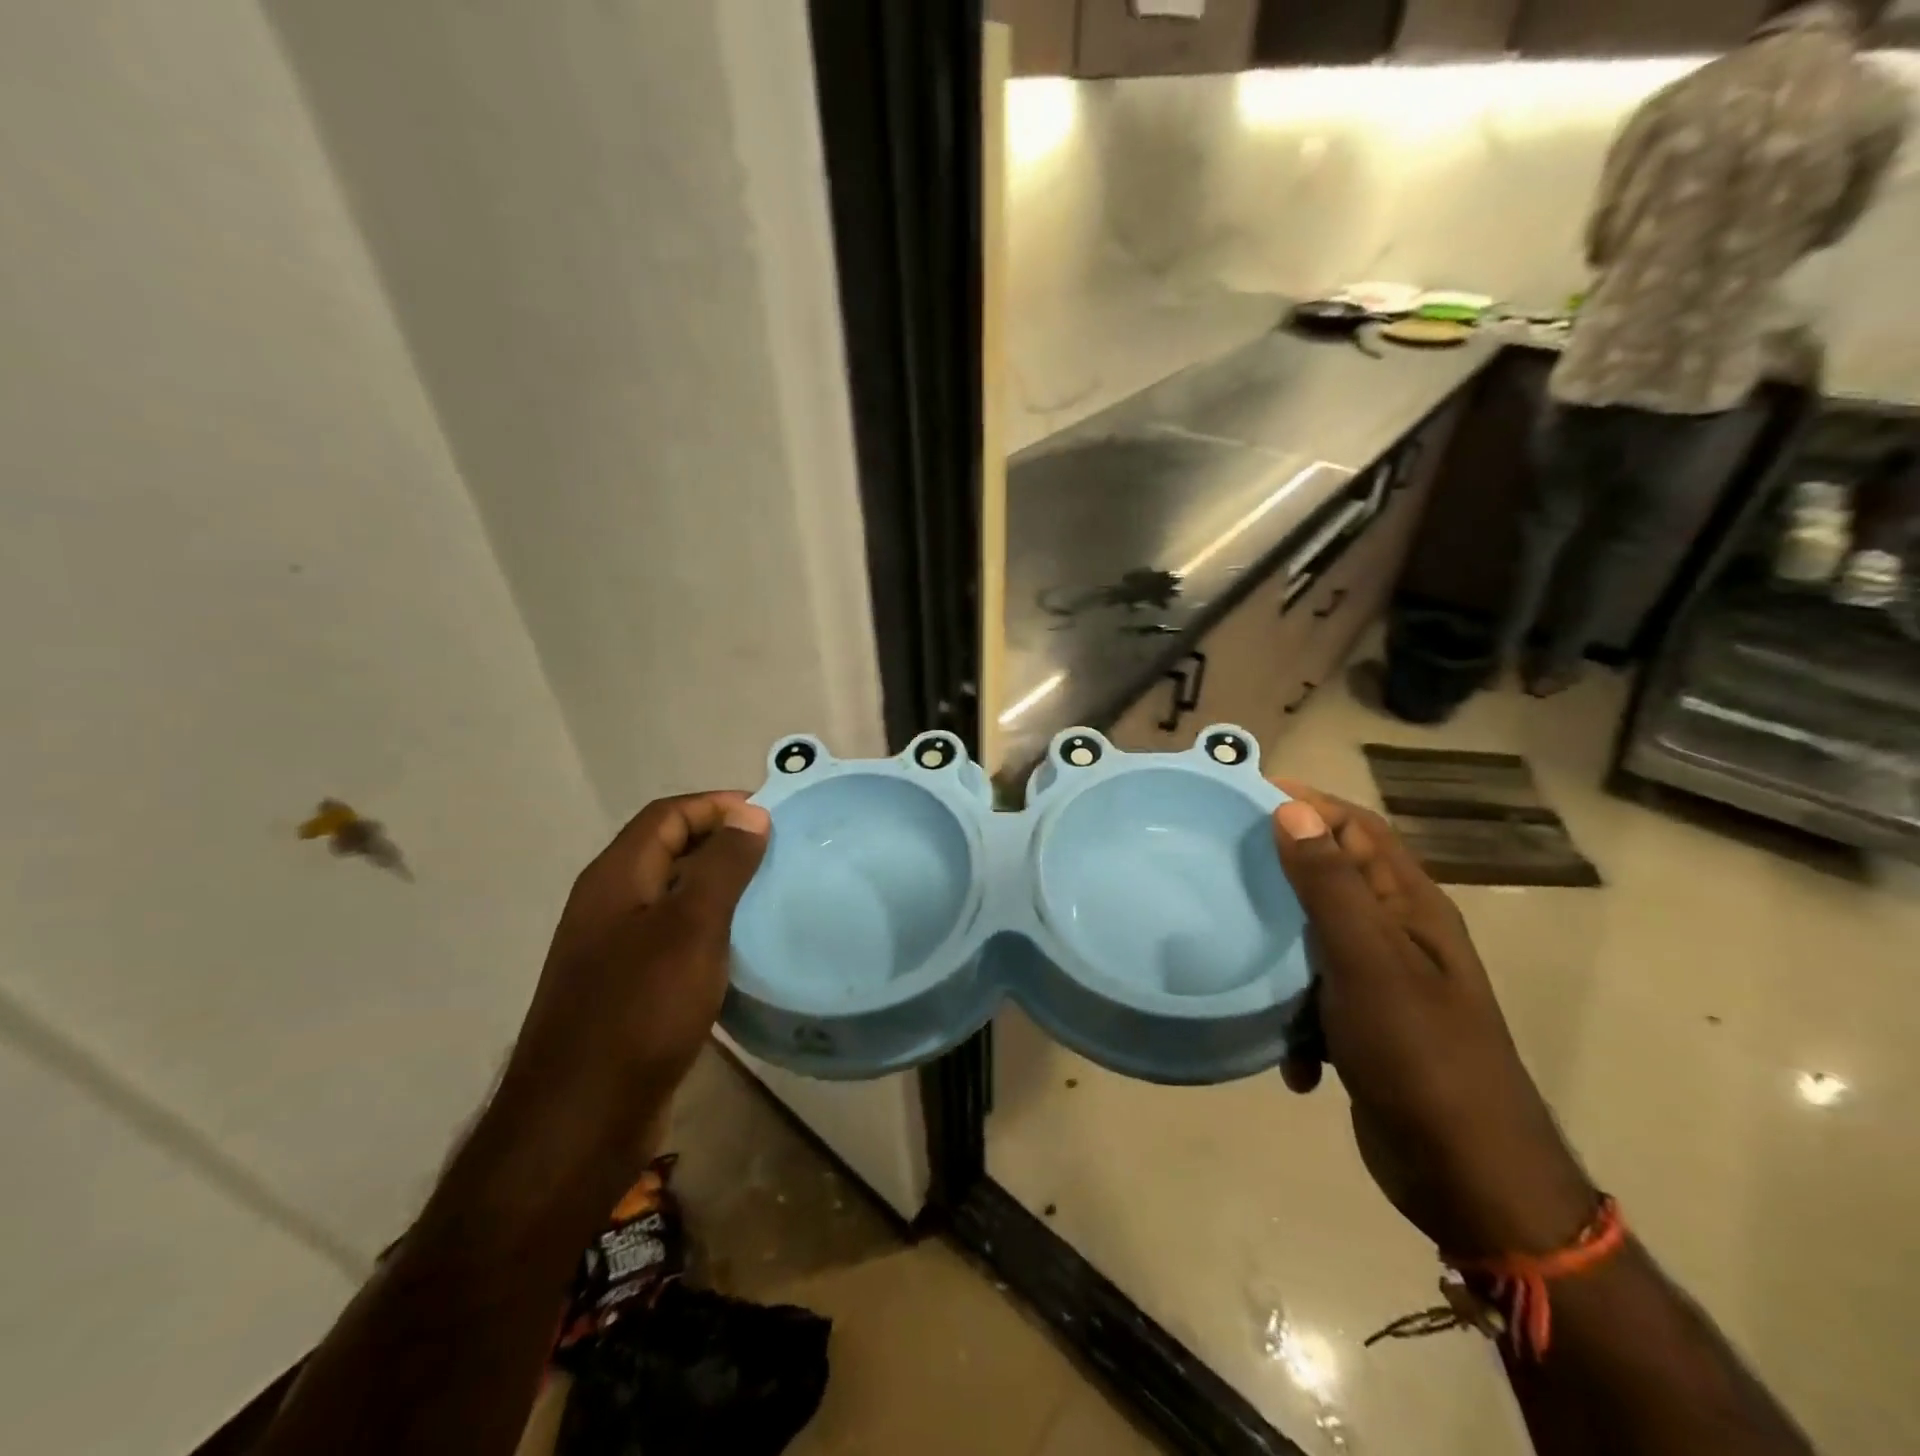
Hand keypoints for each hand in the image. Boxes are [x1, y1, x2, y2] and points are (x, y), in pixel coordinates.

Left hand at [489, 792, 769, 1187]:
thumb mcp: (691, 928)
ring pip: (674, 896)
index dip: (717, 804)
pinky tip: (744, 948)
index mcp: (616, 878)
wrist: (582, 1120)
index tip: (771, 814)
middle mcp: (610, 904)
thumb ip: (722, 866)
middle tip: (779, 852)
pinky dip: (711, 929)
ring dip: (720, 886)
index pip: (668, 814)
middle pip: (669, 850)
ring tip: (771, 893)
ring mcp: (615, 949)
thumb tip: (750, 814)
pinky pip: (675, 938)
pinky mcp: (629, 988)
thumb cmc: (640, 1010)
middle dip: (723, 842)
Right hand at [1270, 782, 1593, 1256]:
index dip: (1309, 803)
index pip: (1360, 829)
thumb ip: (1329, 885)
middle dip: (1282, 869)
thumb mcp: (1368, 961)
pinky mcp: (1366, 1029)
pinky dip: (1295, 1018)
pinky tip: (1287, 1052)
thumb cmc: (1420, 1055)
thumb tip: (1292, 808)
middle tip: (1223, 859)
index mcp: (1411, 908)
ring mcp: (1383, 985)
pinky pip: (1315, 1001)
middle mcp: (1400, 937)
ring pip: (1315, 940)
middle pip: (1334, 878)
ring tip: (1234, 947)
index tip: (1246, 793)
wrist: (1469, 1178)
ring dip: (1280, 951)